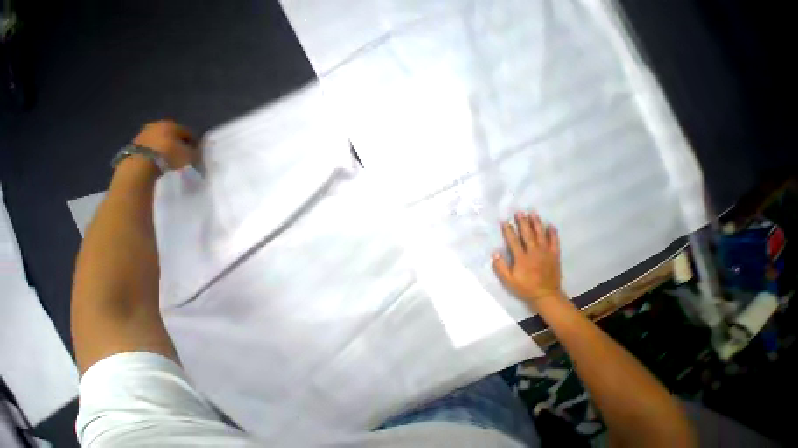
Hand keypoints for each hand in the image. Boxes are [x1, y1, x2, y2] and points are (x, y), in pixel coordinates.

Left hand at [132, 120, 196, 169]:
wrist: (143, 162)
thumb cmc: (171, 155)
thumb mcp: (190, 155)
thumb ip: (194, 150)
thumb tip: (194, 149)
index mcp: (174, 124)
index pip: (189, 132)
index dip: (194, 143)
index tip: (195, 152)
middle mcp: (159, 123)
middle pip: (173, 133)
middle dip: (178, 142)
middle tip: (183, 154)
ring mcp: (145, 131)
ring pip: (161, 138)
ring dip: (166, 145)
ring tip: (170, 157)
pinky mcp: (136, 140)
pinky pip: (151, 144)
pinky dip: (156, 149)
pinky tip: (160, 158)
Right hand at [493, 211, 563, 306]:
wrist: (547, 295)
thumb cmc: (525, 287)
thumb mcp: (508, 280)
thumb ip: (500, 267)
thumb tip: (495, 253)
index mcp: (522, 258)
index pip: (513, 241)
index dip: (508, 230)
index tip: (505, 221)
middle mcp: (534, 253)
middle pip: (527, 234)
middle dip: (523, 222)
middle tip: (519, 212)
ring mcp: (546, 253)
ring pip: (541, 235)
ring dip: (536, 223)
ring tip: (533, 213)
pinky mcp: (555, 256)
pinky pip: (555, 242)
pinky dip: (553, 233)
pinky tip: (550, 225)